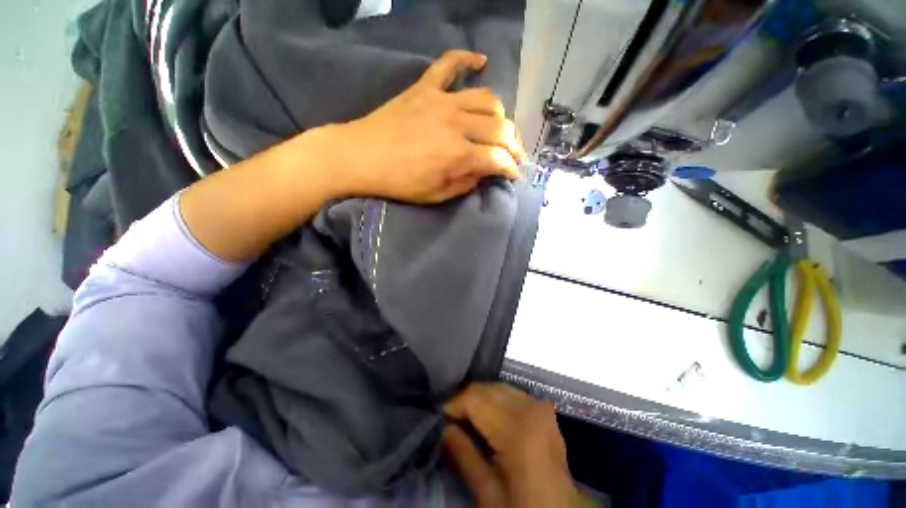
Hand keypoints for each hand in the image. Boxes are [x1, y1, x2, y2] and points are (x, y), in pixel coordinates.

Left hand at [323, 50, 525, 202]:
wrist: (361, 157)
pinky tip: (480, 61)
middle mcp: (456, 123)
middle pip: (499, 127)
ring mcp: (441, 100)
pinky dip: (467, 59)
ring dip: (499, 114)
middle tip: (514, 153)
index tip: (514, 173)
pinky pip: (450, 63)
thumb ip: (466, 183)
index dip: (511, 167)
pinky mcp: (425, 87)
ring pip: (486, 97)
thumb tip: (485, 172)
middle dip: (514, 143)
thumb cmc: (399, 183)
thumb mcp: (436, 195)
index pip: (498, 158)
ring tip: (498, 126)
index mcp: (458, 154)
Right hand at [443, 383, 579, 507]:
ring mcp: (540, 406)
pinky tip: (486, 413)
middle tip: (449, 415)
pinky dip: (495, 398)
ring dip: (480, 397)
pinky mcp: (545, 409)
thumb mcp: (489, 496)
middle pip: (487, 389)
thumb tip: (444, 427)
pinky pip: (512, 393)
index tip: (439, 415)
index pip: (476, 399)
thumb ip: (465, 457)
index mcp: (518, 431)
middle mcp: (531, 409)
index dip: (454, 404)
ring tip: (465, 414)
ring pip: (499, 387)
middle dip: (465, 398)